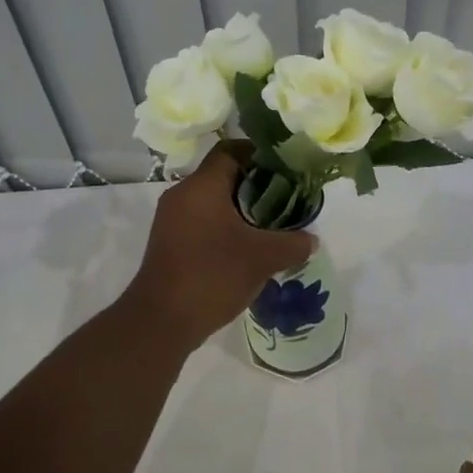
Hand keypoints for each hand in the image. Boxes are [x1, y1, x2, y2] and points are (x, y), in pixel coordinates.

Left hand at [124, 141, 315, 347]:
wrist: (161, 322)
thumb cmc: (212, 276)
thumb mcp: (263, 258)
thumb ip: (293, 243)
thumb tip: (311, 239)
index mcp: (201, 186)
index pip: (231, 150)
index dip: (260, 153)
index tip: (286, 168)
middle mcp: (182, 195)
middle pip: (223, 176)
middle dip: (257, 186)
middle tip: (287, 200)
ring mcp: (171, 220)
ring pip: (213, 202)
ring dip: (242, 210)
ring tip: (272, 227)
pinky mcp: (169, 243)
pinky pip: (203, 223)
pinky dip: (226, 228)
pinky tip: (248, 250)